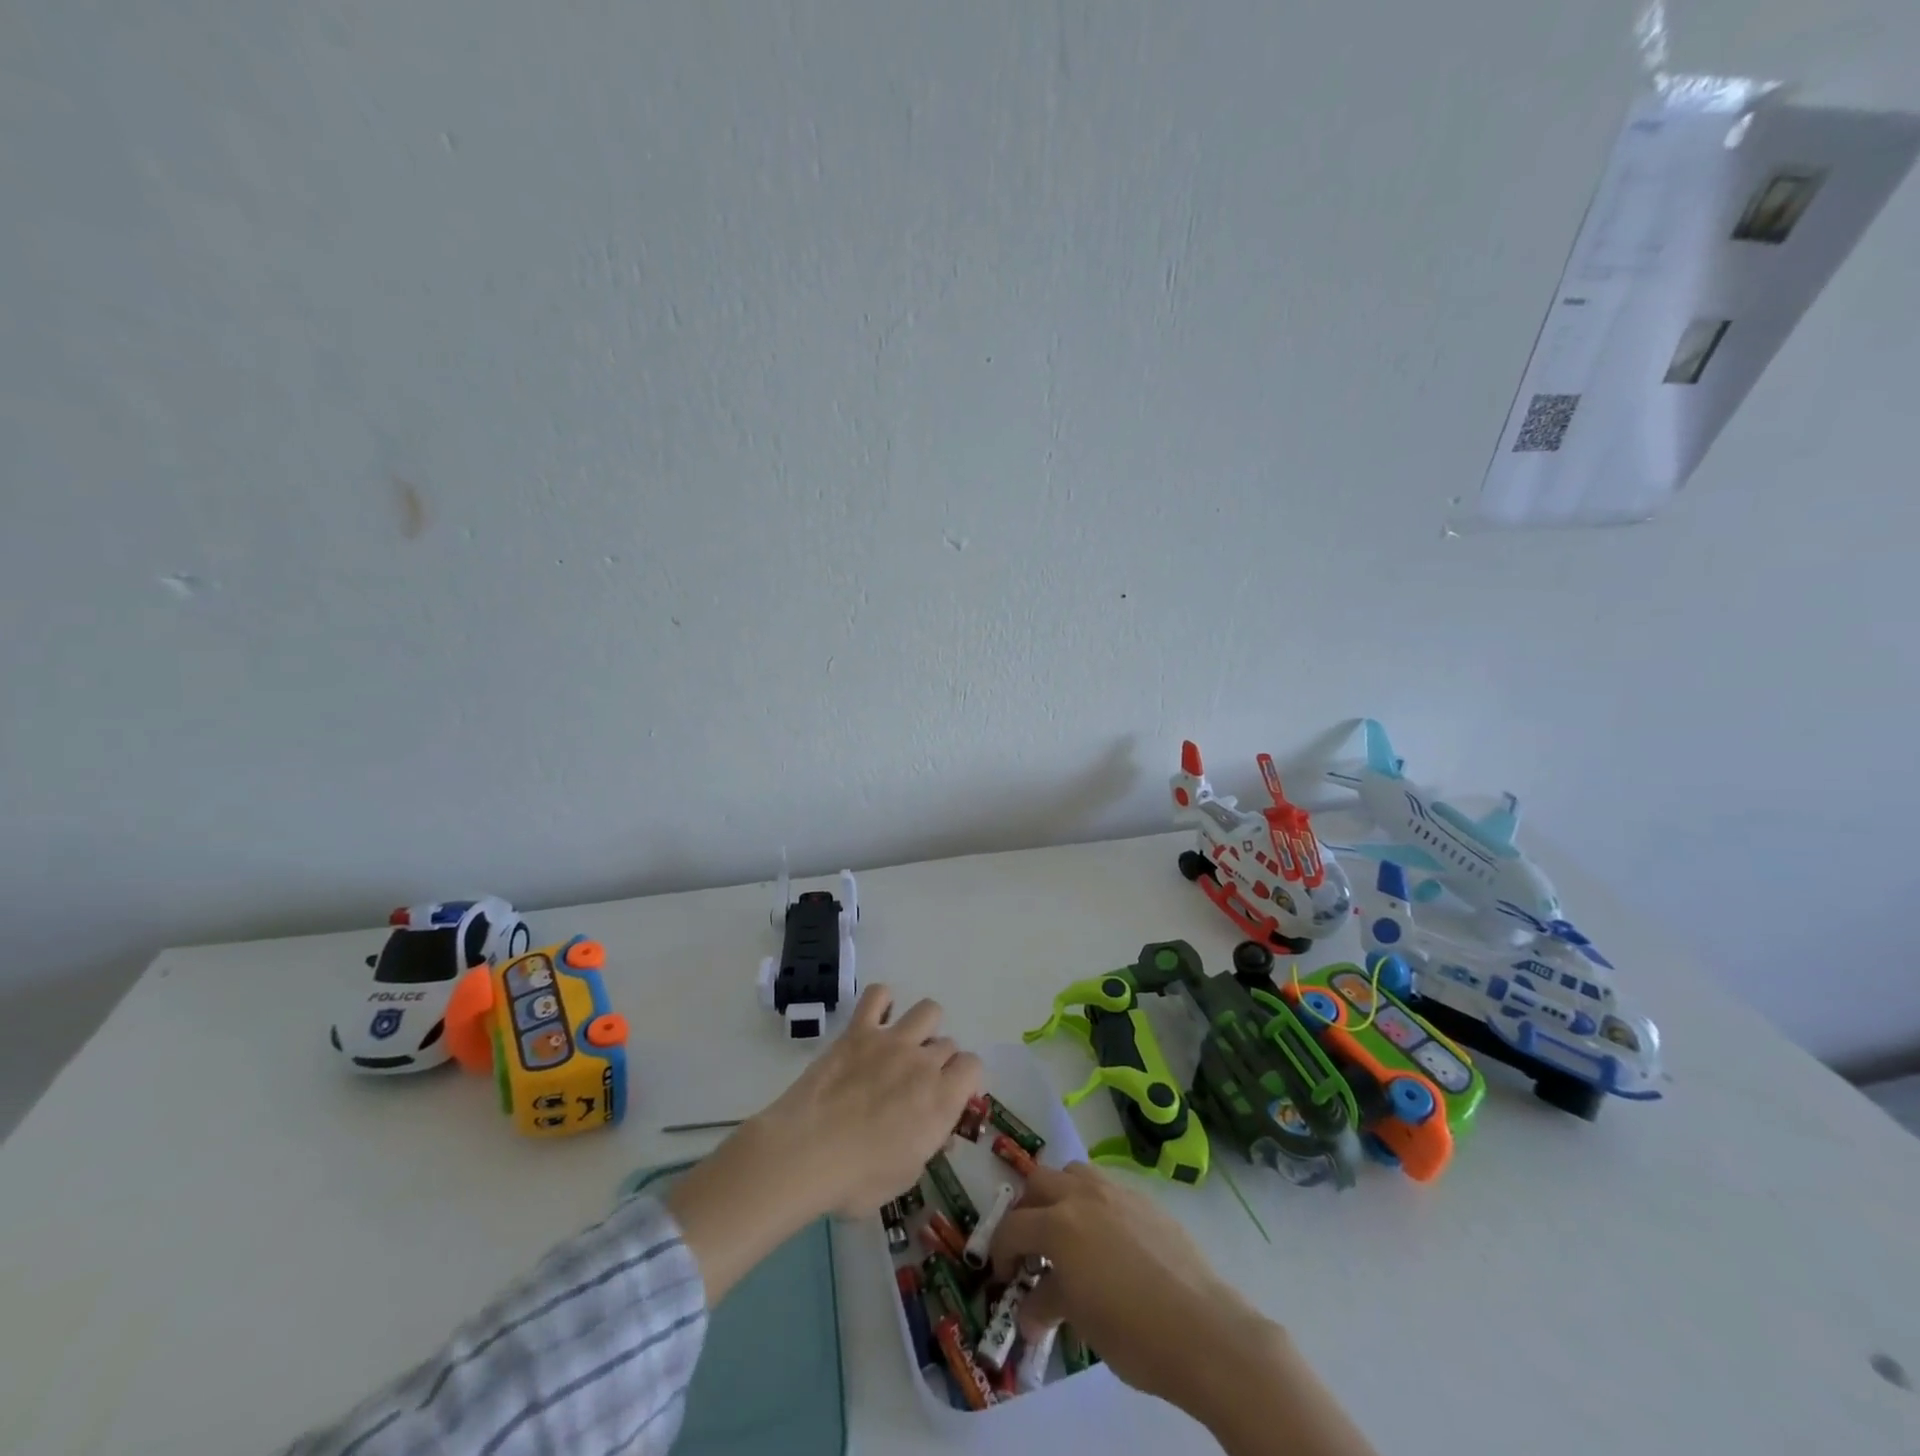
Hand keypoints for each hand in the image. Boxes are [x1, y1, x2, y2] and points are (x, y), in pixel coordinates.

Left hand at [754, 983, 983, 1216]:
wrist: (806, 1153)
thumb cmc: (857, 1179)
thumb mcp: (906, 1176)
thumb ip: (928, 1145)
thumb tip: (938, 1132)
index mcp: (942, 1100)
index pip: (973, 1066)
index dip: (963, 1080)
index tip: (948, 1095)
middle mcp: (924, 1062)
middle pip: (948, 1043)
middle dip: (938, 1061)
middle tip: (915, 1082)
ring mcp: (892, 1040)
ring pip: (929, 1010)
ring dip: (923, 1027)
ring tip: (904, 1046)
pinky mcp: (859, 1030)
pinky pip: (878, 995)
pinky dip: (882, 1002)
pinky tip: (875, 1021)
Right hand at [990, 1164, 1376, 1455]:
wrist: (1204, 1329)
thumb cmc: (1133, 1332)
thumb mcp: (1080, 1322)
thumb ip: (1048, 1303)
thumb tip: (1029, 1311)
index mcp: (1059, 1224)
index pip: (1012, 1226)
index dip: (1001, 1251)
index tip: (1003, 1275)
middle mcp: (1083, 1194)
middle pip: (1038, 1182)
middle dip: (1026, 1210)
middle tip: (1029, 1245)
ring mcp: (1116, 1191)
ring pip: (1073, 1173)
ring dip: (1060, 1195)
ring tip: (1066, 1232)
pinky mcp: (1145, 1199)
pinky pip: (1106, 1187)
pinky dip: (1092, 1203)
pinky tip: (1107, 1241)